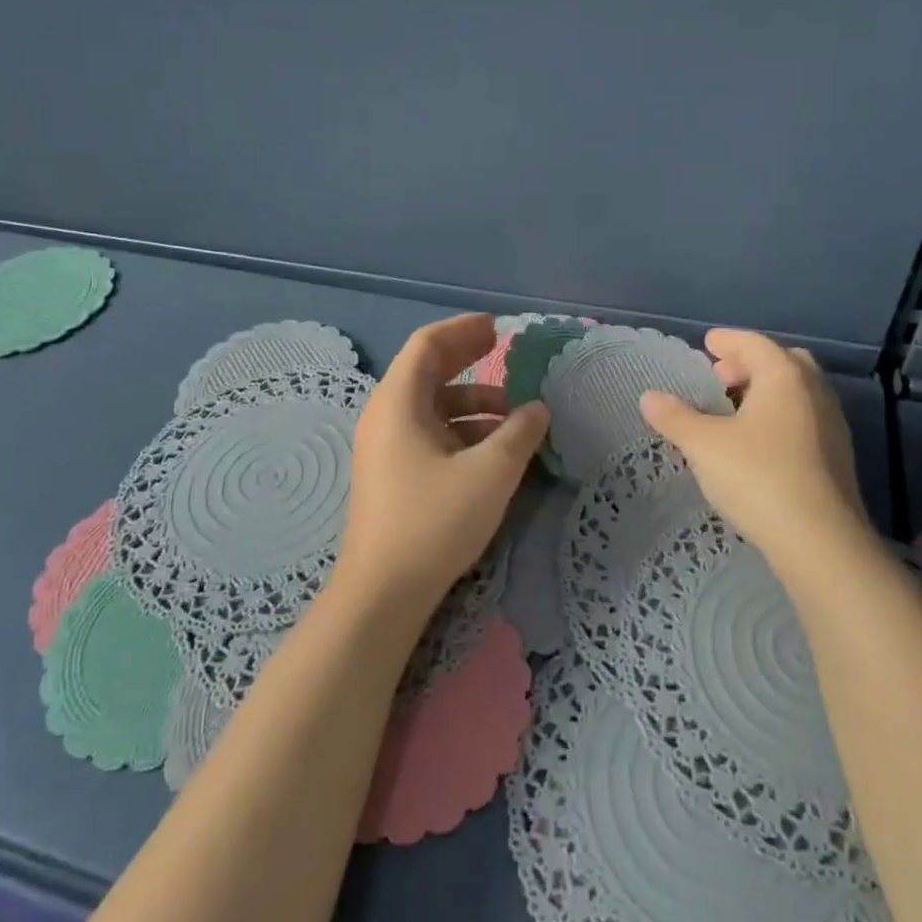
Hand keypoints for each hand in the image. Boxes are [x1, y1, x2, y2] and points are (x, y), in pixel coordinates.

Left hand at [337, 314, 550, 608]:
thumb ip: (519, 433)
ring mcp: (386, 447)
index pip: (427, 345)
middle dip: (467, 359)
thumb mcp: (490, 473)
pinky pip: (429, 434)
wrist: (383, 592)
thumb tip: (538, 408)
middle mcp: (386, 417)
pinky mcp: (393, 474)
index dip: (463, 331)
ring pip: (433, 407)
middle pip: (427, 371)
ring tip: (515, 417)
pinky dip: (462, 430)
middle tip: (505, 352)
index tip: (498, 328)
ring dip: (473, 403)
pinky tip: (494, 450)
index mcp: (398, 403)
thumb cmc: (434, 521)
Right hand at [638, 328, 871, 571]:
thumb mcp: (704, 445)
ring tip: (734, 411)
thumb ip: (675, 417)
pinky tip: (757, 444)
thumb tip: (649, 397)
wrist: (820, 541)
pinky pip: (804, 420)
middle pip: (784, 363)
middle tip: (721, 378)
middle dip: (751, 364)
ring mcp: (832, 426)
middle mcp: (815, 394)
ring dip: (766, 392)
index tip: (708, 343)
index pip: (755, 344)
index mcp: (785, 378)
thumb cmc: (758, 477)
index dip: (728, 341)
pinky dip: (779, 417)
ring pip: (797, 393)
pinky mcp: (837, 458)